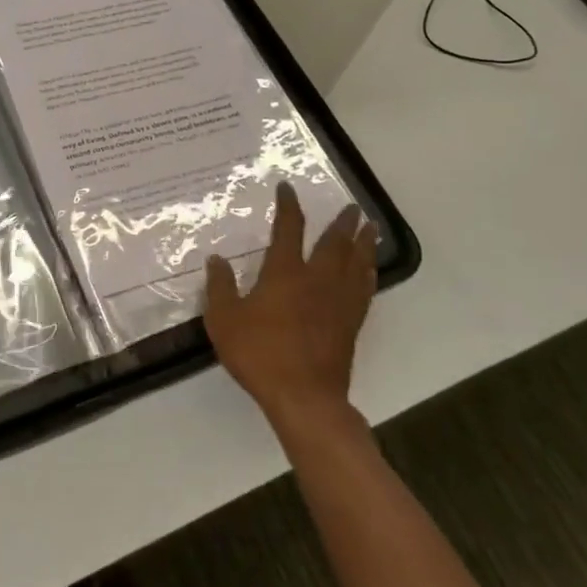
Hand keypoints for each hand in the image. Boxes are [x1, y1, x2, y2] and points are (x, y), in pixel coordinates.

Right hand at [204, 182, 379, 434]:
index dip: (289, 206)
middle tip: (352, 207)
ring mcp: (338, 302)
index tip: (288, 188)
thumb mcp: (224, 320)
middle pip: (334, 243)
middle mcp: (317, 280)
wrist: (304, 397)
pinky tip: (369, 270)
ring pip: (356, 263)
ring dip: (363, 243)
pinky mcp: (351, 324)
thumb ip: (221, 287)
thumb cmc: (260, 354)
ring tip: (370, 228)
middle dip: (342, 222)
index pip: (289, 229)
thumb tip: (216, 259)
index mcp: (285, 273)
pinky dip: (368, 273)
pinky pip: (364, 289)